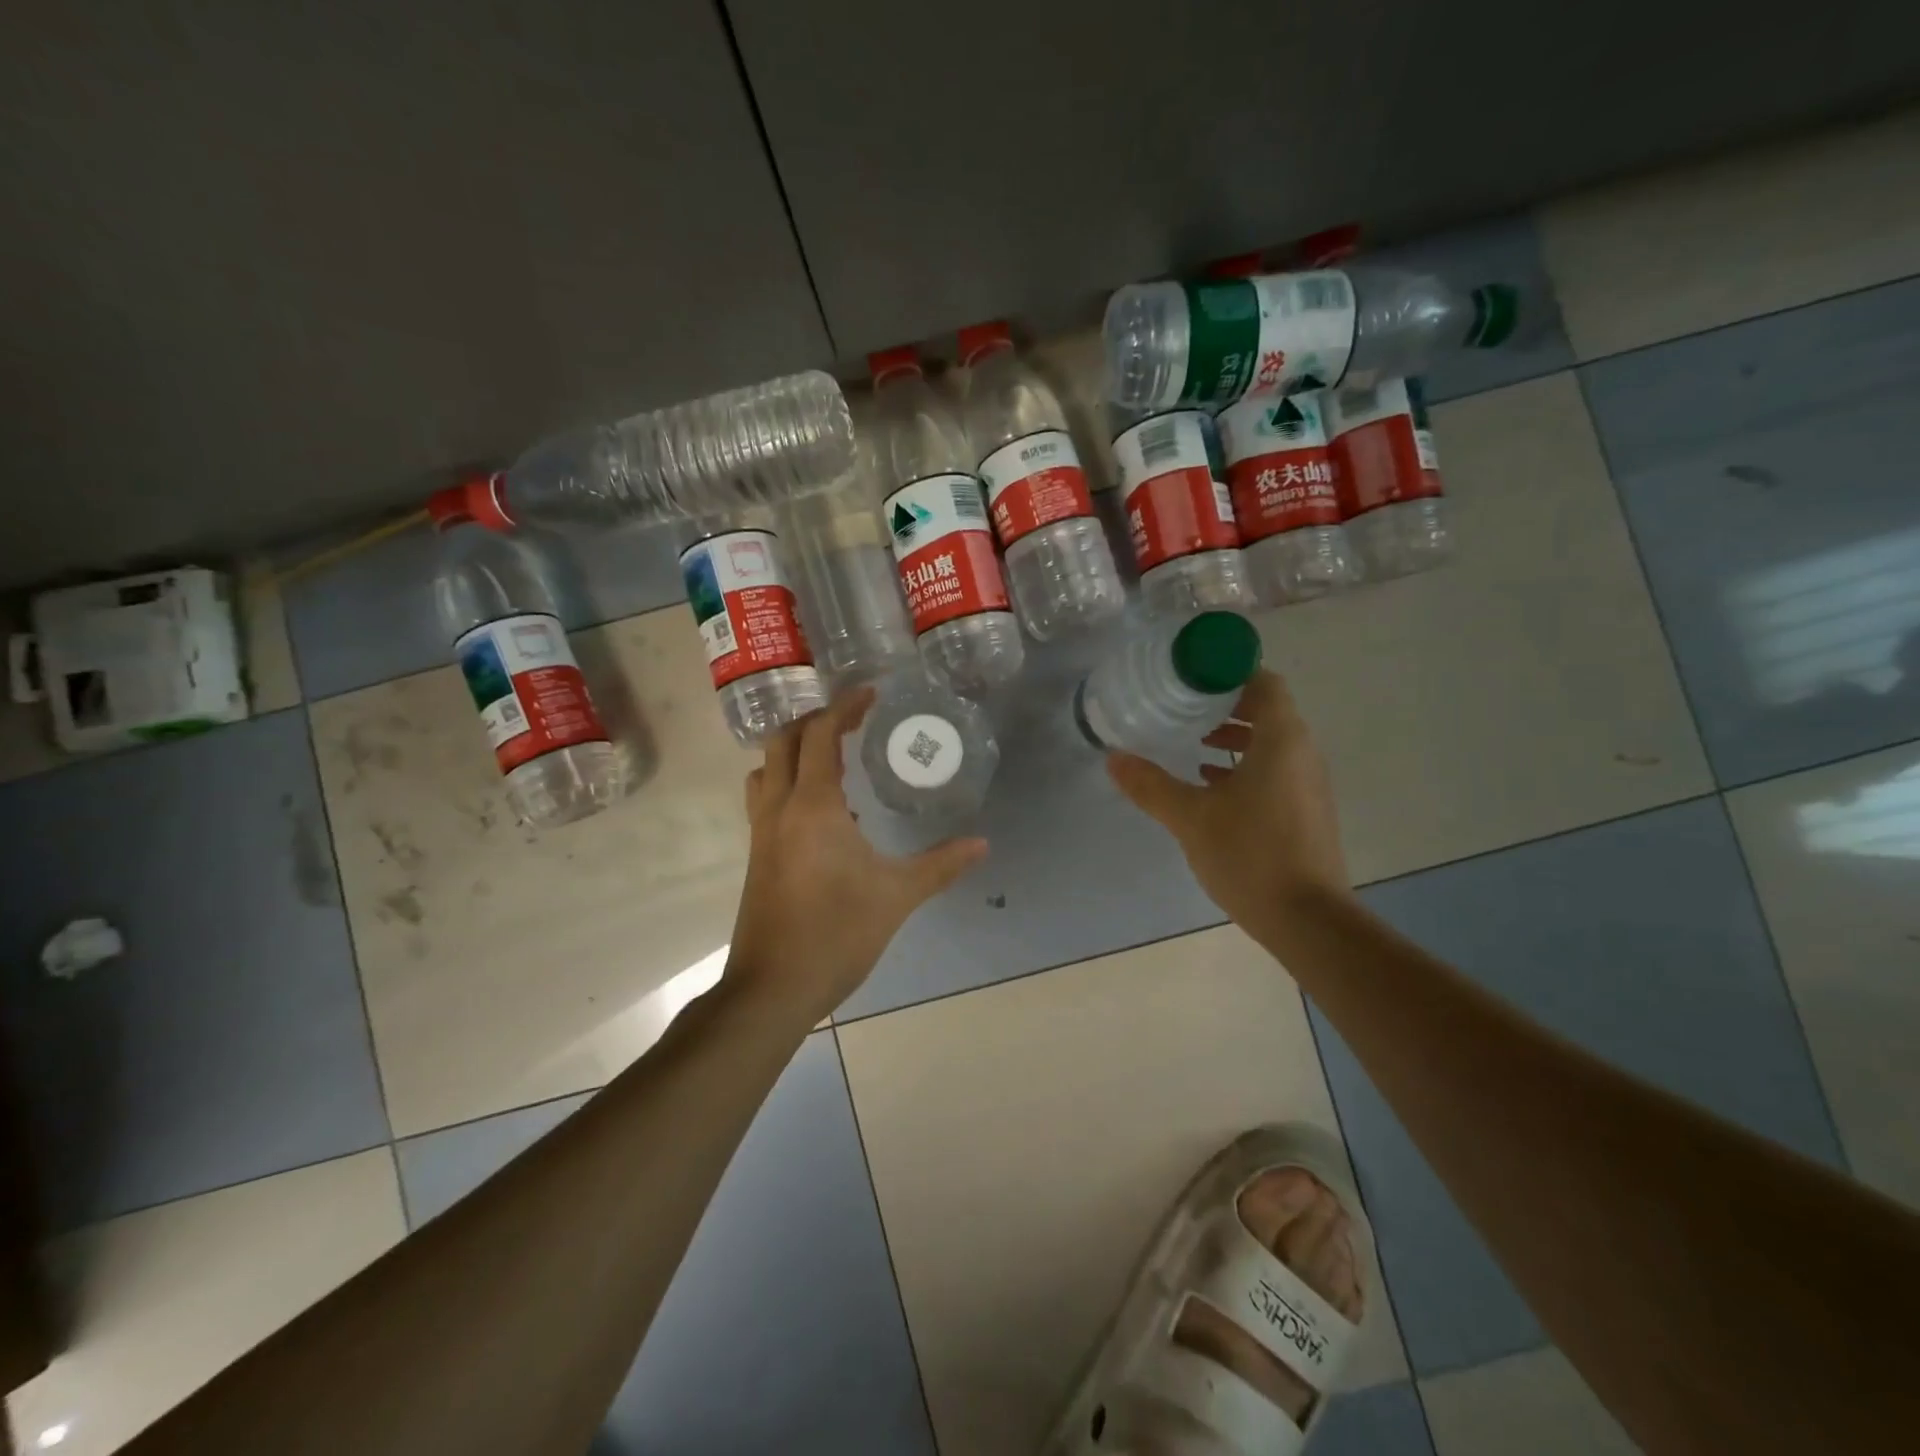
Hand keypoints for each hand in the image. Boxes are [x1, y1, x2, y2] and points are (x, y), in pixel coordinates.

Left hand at [726, 687, 987, 1023]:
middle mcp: (778, 809)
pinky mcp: (757, 856)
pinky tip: (825, 812)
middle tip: (852, 719)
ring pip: (766, 769)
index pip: (821, 735)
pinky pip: (767, 800)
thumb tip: (982, 844)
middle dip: (815, 721)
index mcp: (812, 806)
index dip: (845, 708)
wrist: (773, 988)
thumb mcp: (897, 896)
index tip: (871, 695)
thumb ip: (940, 865)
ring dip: (794, 751)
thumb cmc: (836, 934)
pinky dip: (789, 784)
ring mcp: (761, 833)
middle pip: (783, 741)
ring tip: (833, 756)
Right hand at [1106, 669, 1352, 940]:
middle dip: (1224, 705)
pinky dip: (1244, 768)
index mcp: (1281, 740)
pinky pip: (1274, 771)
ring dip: (1233, 738)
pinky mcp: (1306, 812)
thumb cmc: (1250, 854)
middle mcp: (1302, 753)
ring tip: (1192, 745)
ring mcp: (1308, 785)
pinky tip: (1210, 787)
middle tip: (1182, 708)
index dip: (1228, 673)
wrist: (1308, 920)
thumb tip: (1113, 758)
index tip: (1190, 678)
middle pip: (1266, 710)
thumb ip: (1150, 784)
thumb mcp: (1190, 817)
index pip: (1263, 682)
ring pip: (1270, 743)